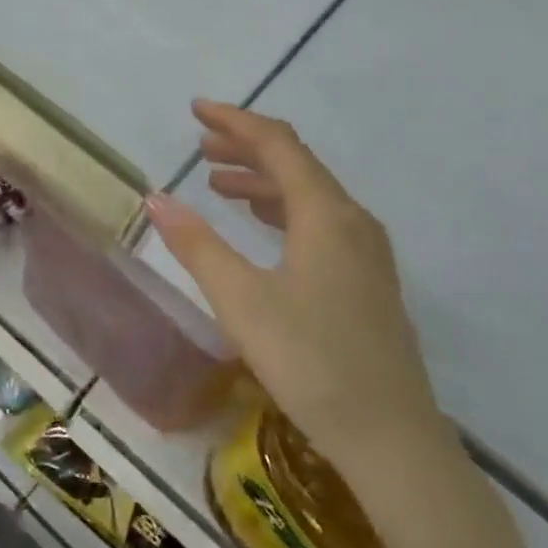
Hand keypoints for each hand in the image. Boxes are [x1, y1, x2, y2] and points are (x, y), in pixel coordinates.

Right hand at [145, 101, 445, 466]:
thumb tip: (156, 198)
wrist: (391, 438)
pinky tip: (260, 225)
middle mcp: (352, 220)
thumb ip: (197, 245)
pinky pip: (319, 222)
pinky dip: (281, 210)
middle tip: (200, 146)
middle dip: (246, 148)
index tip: (196, 109)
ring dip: (262, 181)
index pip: (277, 145)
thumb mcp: (241, 300)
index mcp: (326, 213)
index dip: (235, 121)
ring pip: (308, 194)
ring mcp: (366, 251)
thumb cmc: (311, 361)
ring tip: (217, 183)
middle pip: (296, 164)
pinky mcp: (366, 280)